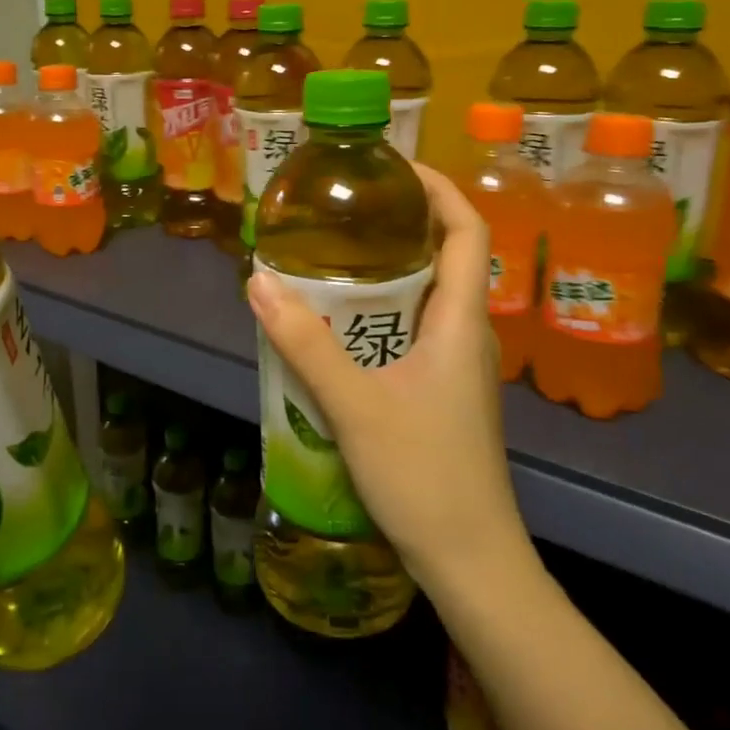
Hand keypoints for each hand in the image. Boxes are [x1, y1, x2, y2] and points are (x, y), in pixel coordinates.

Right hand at [246, 163, 536, 595]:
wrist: (470, 561)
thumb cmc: (423, 475)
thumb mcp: (354, 404)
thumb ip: (305, 343)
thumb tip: (258, 280)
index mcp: (462, 321)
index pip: (468, 231)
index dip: (441, 189)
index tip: (395, 168)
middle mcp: (469, 334)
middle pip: (447, 258)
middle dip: (403, 225)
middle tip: (345, 213)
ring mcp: (459, 367)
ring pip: (428, 298)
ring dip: (389, 272)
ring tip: (333, 261)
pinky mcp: (445, 393)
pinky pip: (416, 332)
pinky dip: (383, 314)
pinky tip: (340, 329)